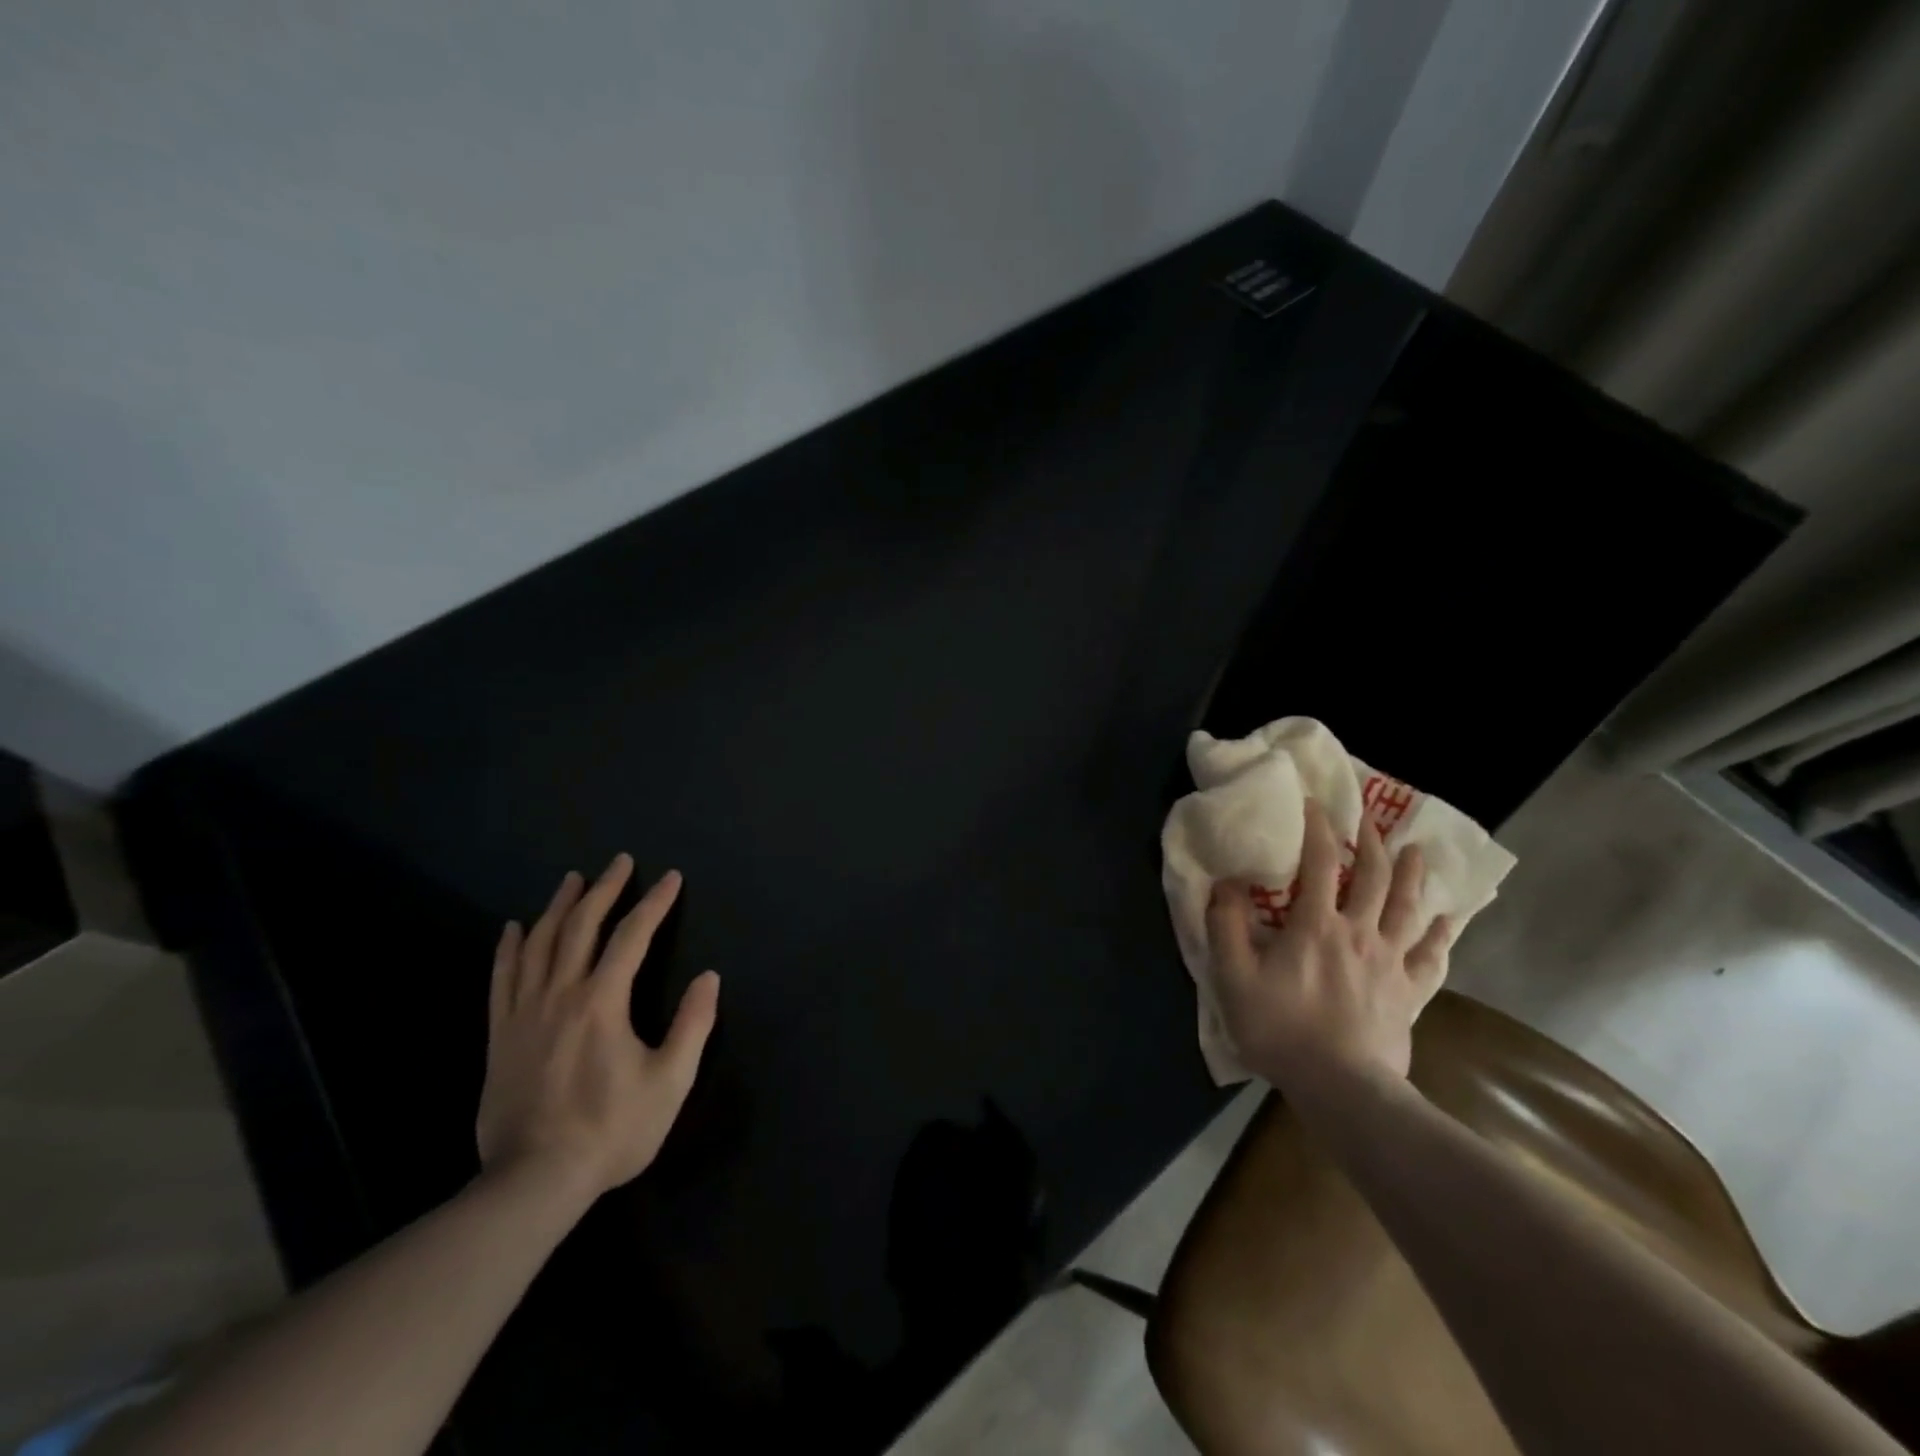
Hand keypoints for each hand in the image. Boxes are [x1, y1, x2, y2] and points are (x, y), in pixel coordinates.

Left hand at [477, 855, 718, 1202]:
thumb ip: (692, 1025)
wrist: (534, 1181)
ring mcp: (524, 1013)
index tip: (671, 877)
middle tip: (620, 861)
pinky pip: (501, 979)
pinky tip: (513, 928)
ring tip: (572, 879)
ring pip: (538, 944)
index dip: (655, 903)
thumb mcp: (669, 1081)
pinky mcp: (500, 1035)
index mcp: (603, 1001)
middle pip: (581, 927)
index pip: (632, 936)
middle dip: (605, 889)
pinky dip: (508, 948)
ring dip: (558, 906)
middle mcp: (560, 994)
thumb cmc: (611, 1129)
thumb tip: (709, 977)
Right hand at [1206, 799, 1448, 1092]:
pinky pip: (1431, 958)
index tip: (1315, 803)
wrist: (1343, 1088)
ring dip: (1413, 876)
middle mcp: (1359, 934)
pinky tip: (1448, 921)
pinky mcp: (1409, 994)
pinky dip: (1441, 936)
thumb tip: (1226, 883)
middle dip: (1371, 843)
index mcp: (1316, 925)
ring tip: (1418, 851)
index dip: (1318, 829)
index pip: (1320, 864)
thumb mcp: (1234, 977)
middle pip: (1374, 878)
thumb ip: (1225, 926)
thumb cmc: (1282, 1029)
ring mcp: (1390, 964)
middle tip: (1370, 818)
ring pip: (1409, 910)